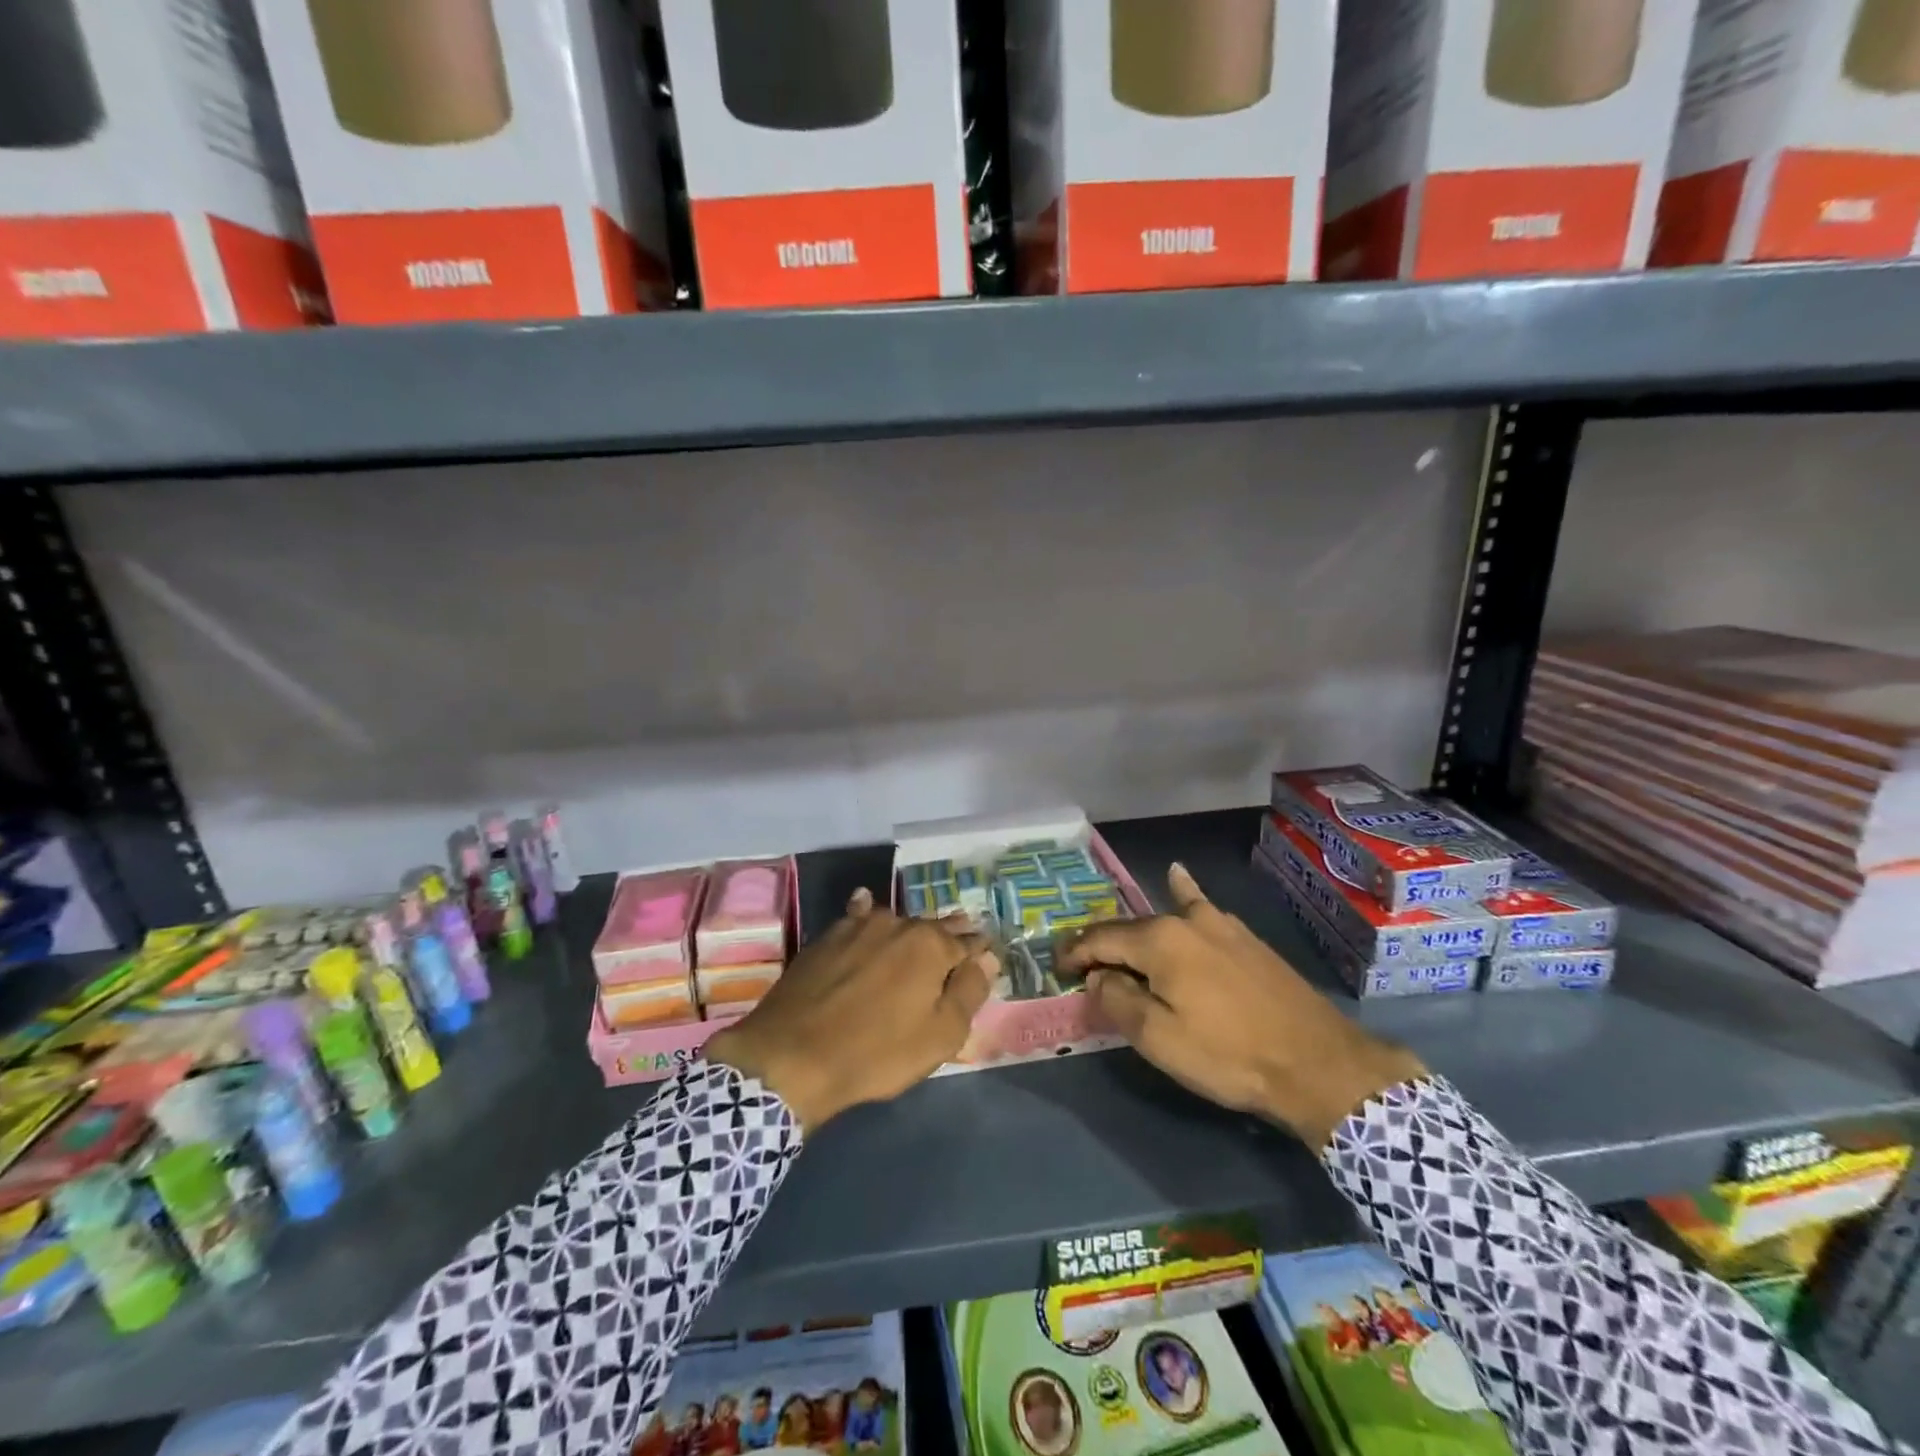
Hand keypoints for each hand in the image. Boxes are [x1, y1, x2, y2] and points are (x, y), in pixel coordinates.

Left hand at [707, 889, 994, 1131]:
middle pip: (933, 927)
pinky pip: (856, 917)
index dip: (979, 950)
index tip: (987, 953)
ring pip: (896, 921)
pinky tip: (865, 904)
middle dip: (950, 933)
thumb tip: (987, 958)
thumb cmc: (875, 1053)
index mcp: (931, 946)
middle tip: (962, 936)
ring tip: (921, 931)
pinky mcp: (826, 937)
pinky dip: (866, 912)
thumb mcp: (939, 1035)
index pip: (968, 942)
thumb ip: (969, 992)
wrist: (790, 1057)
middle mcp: (898, 924)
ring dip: (912, 927)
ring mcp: (858, 926)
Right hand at [1061, 864, 1424, 1148]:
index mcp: (1159, 941)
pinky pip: (1201, 908)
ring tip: (1118, 942)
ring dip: (1135, 932)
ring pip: (1162, 919)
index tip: (1056, 970)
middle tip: (1083, 970)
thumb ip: (1117, 1001)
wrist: (1317, 1063)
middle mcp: (1185, 921)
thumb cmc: (1229, 1055)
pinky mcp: (1244, 937)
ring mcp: (1219, 924)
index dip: (1073, 953)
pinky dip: (1183, 893)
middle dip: (1102, 947)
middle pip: (1129, 928)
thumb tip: (1097, 977)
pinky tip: (1179, 877)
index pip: (1099, 939)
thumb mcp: (1159, 1039)